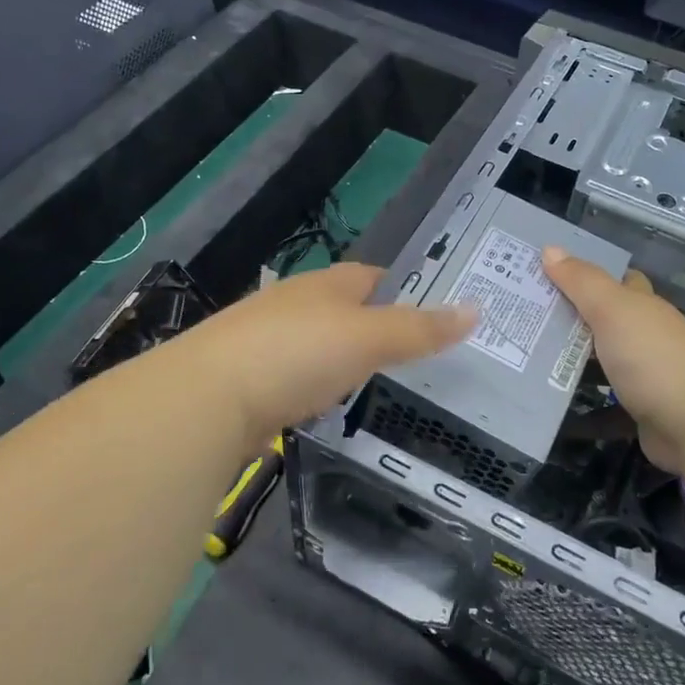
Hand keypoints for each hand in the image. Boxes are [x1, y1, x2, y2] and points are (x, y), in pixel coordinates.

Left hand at [170, 263, 474, 441]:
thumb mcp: (369, 338)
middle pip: (342, 309)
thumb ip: (420, 328)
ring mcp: (265, 340)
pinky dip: (312, 387)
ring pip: (315, 344)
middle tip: (410, 356)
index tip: (428, 313)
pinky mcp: (246, 379)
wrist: (207, 400)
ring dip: (339, 358)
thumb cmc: (296, 354)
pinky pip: (292, 377)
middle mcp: (293, 304)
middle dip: (372, 326)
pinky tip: (322, 407)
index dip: (401, 289)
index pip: (371, 276)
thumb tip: (477, 308)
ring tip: (372, 384)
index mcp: (325, 285)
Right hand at [542, 248, 684, 473]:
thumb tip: (550, 248)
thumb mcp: (613, 310)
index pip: (615, 280)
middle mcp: (644, 334)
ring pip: (599, 357)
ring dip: (569, 355)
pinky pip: (602, 395)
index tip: (544, 272)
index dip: (583, 273)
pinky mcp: (638, 407)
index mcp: (642, 305)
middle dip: (568, 314)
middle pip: (602, 318)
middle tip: (521, 312)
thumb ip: (582, 282)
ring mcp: (643, 373)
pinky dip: (579, 394)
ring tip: (522, 351)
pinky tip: (549, 394)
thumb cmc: (654, 359)